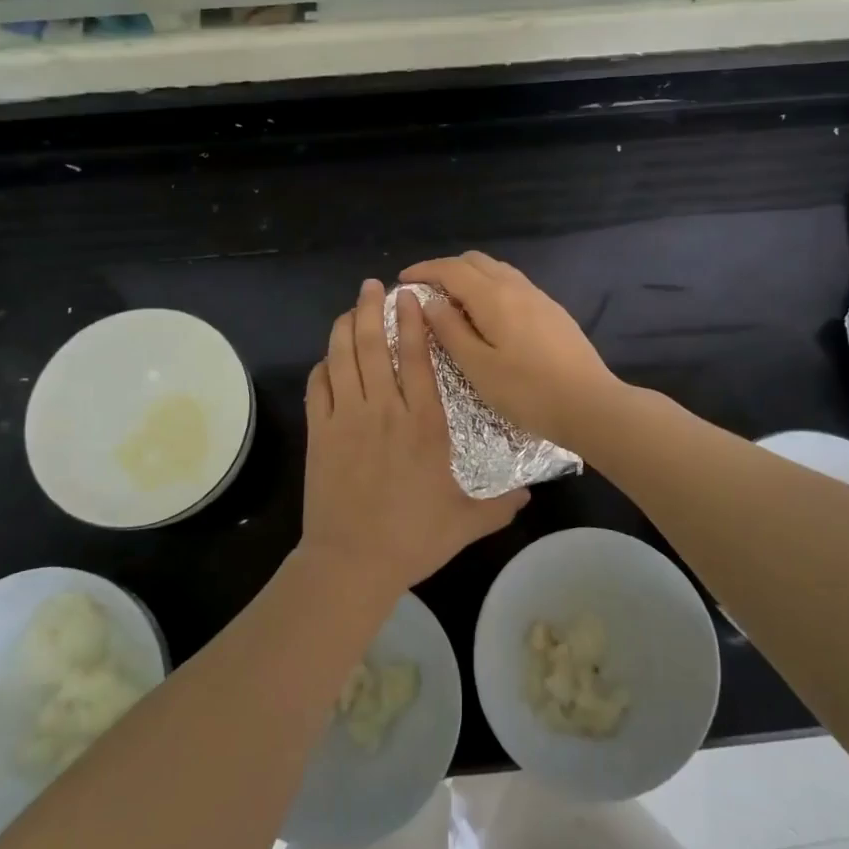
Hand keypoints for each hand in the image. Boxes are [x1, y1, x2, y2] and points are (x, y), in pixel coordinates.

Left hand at [301, 279, 527, 595]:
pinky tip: (327, 359)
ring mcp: (346, 418)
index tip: (411, 296)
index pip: (416, 357)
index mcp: (424, 422)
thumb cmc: (414, 538)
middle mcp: (384, 409)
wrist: (353, 561)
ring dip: (344, 327)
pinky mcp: (319, 433)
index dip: (411, 321)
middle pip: (372, 345)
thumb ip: (501, 504)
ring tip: (349, 307)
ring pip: (342, 358)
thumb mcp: (468, 522)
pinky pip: (317, 387)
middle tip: (371, 286)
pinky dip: (322, 366)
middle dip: (370, 309)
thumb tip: (531, 495)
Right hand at [398, 252, 626, 448]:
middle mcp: (517, 287)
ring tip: (453, 304)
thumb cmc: (527, 391)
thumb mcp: (477, 367)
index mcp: (494, 296)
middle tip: (426, 292)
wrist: (590, 404)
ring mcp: (539, 297)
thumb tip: (430, 302)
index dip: (424, 270)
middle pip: (475, 261)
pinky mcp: (553, 312)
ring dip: (470, 277)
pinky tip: (487, 317)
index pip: (451, 269)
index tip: (402, 280)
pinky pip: (513, 285)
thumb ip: (450, 330)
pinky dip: (490, 289)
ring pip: (497, 271)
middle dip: (446, 269)